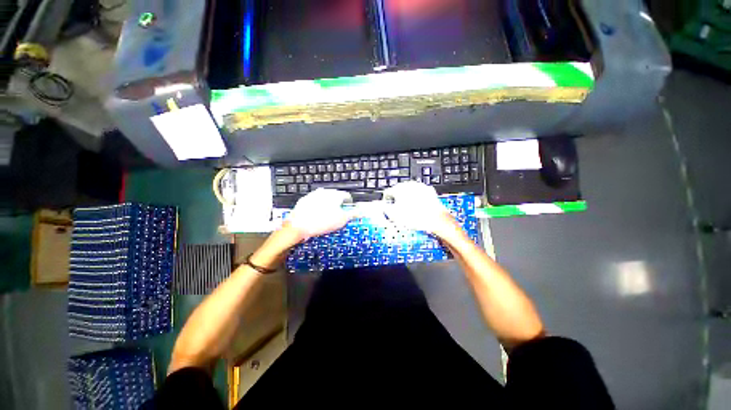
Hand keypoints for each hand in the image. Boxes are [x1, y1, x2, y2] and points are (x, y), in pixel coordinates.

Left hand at [287, 189, 353, 239]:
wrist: (299, 225)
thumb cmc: (322, 222)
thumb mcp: (342, 220)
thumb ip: (353, 214)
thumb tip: (361, 211)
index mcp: (335, 195)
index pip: (347, 196)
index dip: (349, 204)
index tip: (348, 210)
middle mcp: (324, 192)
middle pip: (335, 197)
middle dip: (338, 204)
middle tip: (338, 215)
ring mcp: (313, 195)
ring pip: (324, 199)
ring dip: (327, 205)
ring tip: (326, 216)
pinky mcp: (304, 200)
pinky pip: (314, 202)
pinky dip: (317, 207)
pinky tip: (316, 216)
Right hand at [382, 181, 459, 237]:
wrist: (436, 220)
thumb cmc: (415, 217)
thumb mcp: (394, 215)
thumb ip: (384, 209)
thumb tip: (382, 206)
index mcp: (399, 188)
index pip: (387, 193)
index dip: (386, 202)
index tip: (387, 208)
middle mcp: (409, 184)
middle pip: (398, 191)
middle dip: (397, 200)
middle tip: (398, 211)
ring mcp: (420, 187)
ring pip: (409, 192)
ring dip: (407, 199)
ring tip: (409, 210)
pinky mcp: (429, 191)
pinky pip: (419, 194)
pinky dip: (417, 199)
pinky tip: (418, 208)